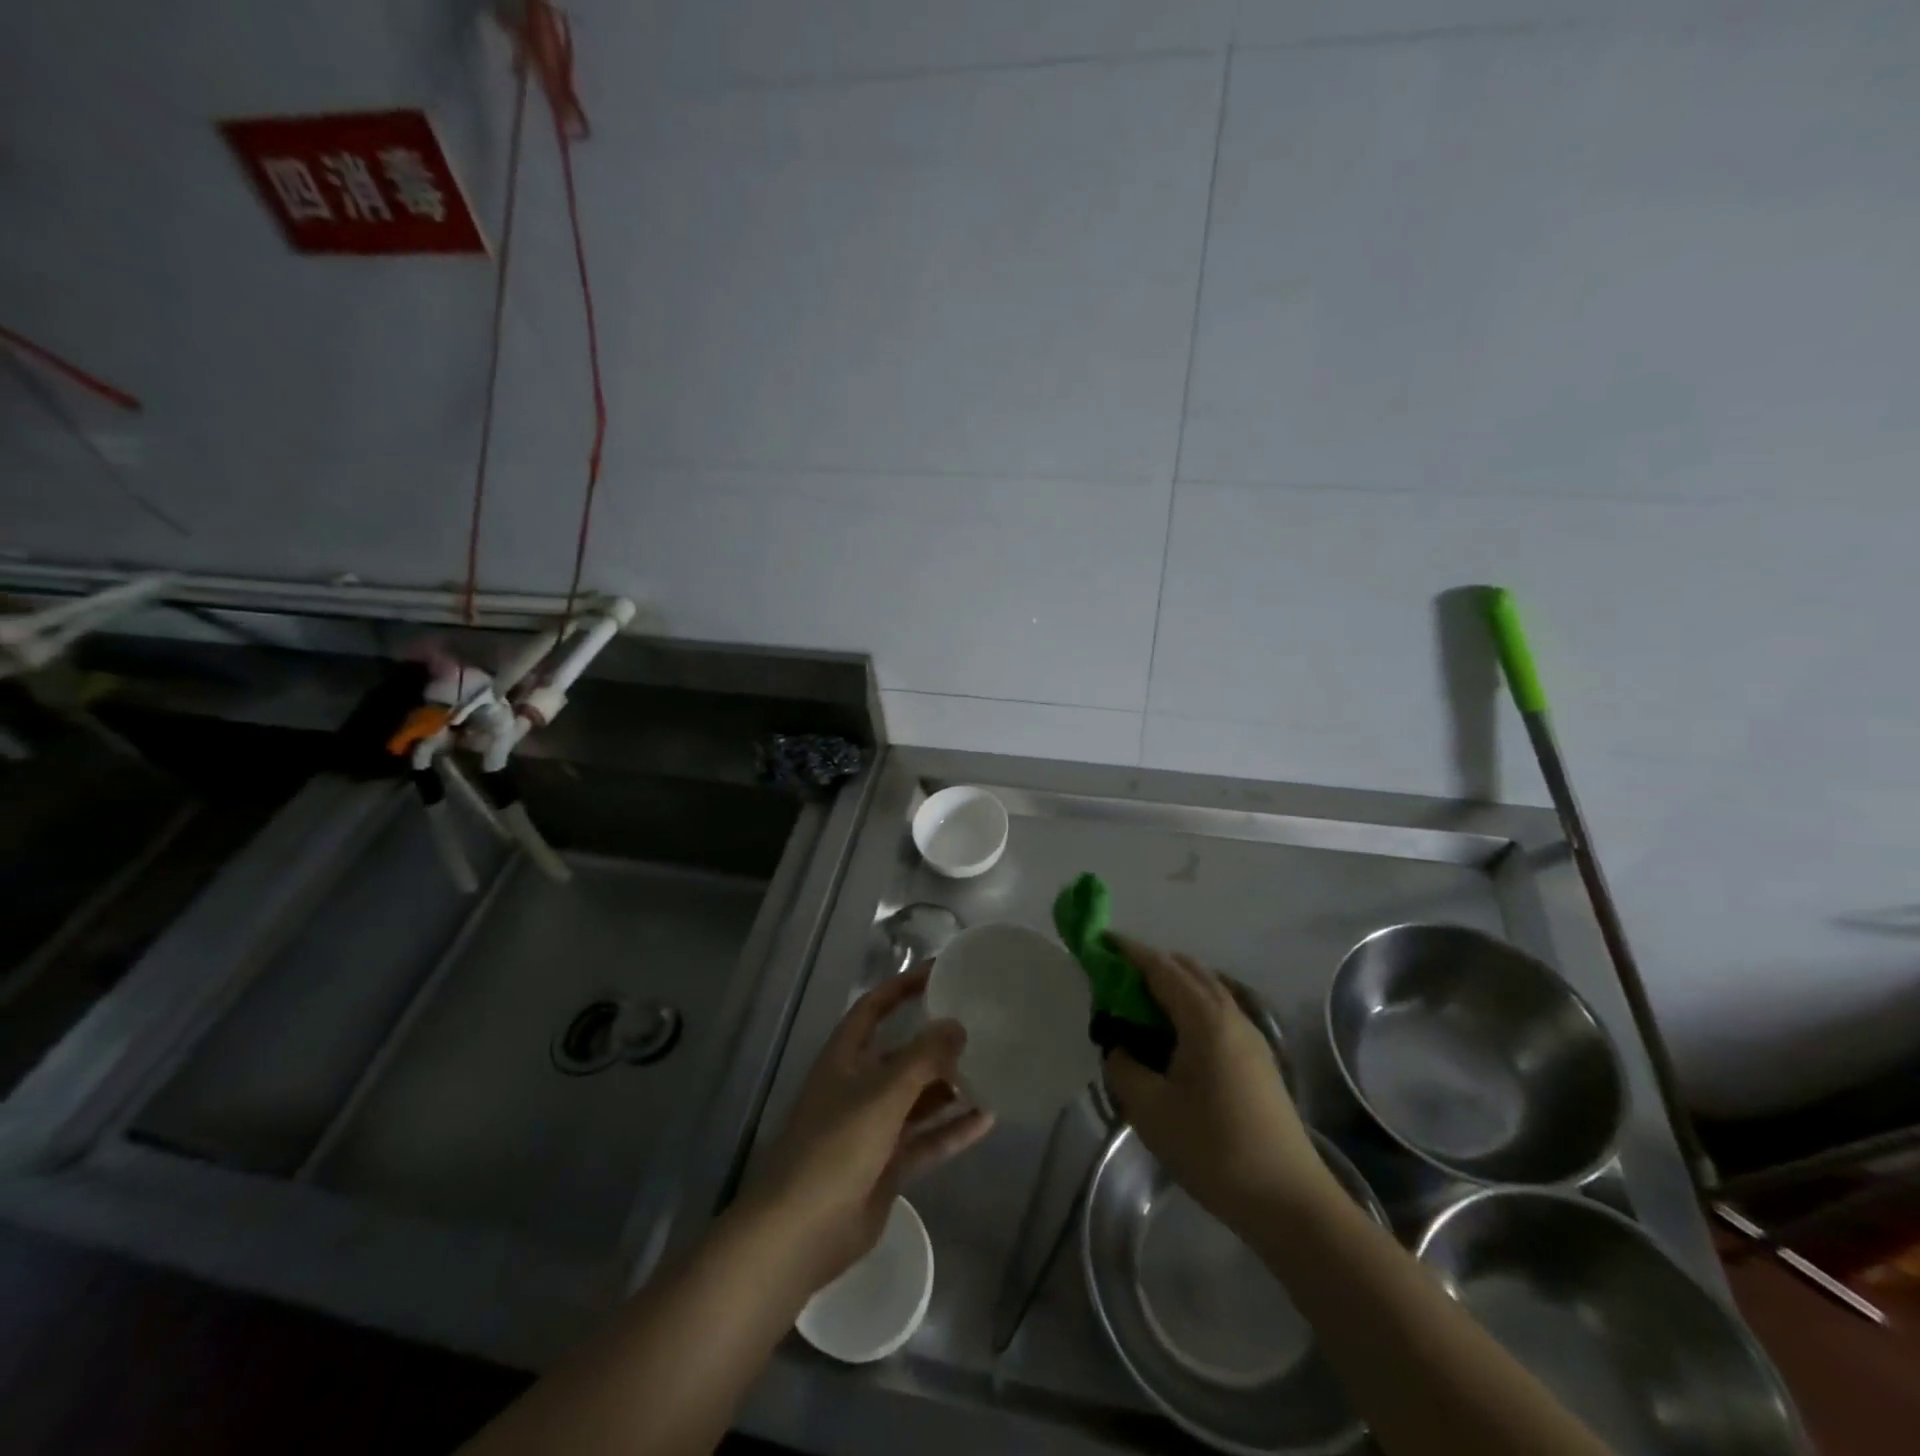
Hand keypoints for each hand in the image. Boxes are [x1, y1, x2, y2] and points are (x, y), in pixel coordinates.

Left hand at [743, 968, 993, 1293]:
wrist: (801, 1232)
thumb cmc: (835, 1146)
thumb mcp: (882, 1093)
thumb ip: (923, 1059)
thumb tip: (957, 1025)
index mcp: (845, 1058)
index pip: (874, 1008)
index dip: (902, 987)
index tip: (940, 972)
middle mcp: (859, 1086)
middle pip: (902, 1054)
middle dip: (936, 1041)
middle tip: (980, 1026)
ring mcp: (874, 1128)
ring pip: (919, 1098)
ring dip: (951, 1087)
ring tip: (993, 1070)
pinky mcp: (888, 1165)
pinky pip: (927, 1139)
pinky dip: (954, 1129)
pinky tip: (989, 1118)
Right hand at [1103, 936, 1335, 1232]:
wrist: (1289, 1201)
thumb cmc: (1214, 1149)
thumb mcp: (1150, 1109)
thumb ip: (1123, 1067)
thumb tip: (1119, 1048)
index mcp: (1205, 1019)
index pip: (1161, 968)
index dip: (1128, 951)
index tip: (1100, 940)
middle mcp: (1231, 1015)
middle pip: (1188, 971)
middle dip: (1151, 965)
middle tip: (1114, 978)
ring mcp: (1251, 1037)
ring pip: (1206, 990)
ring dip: (1172, 986)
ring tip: (1139, 1007)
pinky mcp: (1258, 1060)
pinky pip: (1217, 1012)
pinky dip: (1189, 1007)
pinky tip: (1173, 1037)